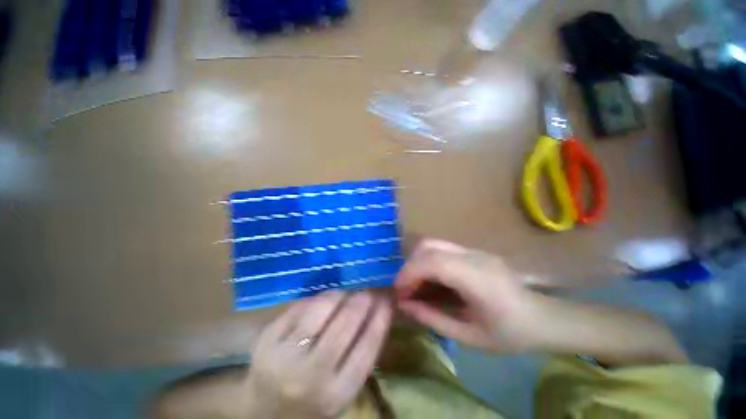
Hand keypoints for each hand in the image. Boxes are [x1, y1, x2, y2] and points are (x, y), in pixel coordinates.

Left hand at [246, 291, 392, 418]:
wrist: (265, 410)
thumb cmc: (313, 399)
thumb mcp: (344, 388)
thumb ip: (363, 353)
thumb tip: (381, 310)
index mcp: (336, 394)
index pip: (368, 346)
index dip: (381, 316)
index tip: (388, 298)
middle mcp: (310, 376)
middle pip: (346, 323)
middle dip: (363, 299)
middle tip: (369, 290)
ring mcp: (284, 355)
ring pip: (322, 308)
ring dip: (340, 294)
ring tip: (347, 293)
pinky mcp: (267, 339)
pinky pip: (301, 306)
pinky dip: (318, 297)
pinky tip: (325, 299)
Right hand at [395, 239, 537, 352]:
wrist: (545, 319)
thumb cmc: (511, 334)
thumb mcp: (469, 336)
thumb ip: (433, 318)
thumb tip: (404, 305)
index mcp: (476, 277)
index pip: (432, 261)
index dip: (409, 273)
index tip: (399, 292)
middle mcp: (473, 256)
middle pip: (429, 245)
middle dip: (410, 265)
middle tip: (406, 289)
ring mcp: (474, 250)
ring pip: (433, 244)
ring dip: (418, 262)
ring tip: (416, 285)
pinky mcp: (473, 251)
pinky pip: (442, 249)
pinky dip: (428, 262)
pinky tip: (431, 280)